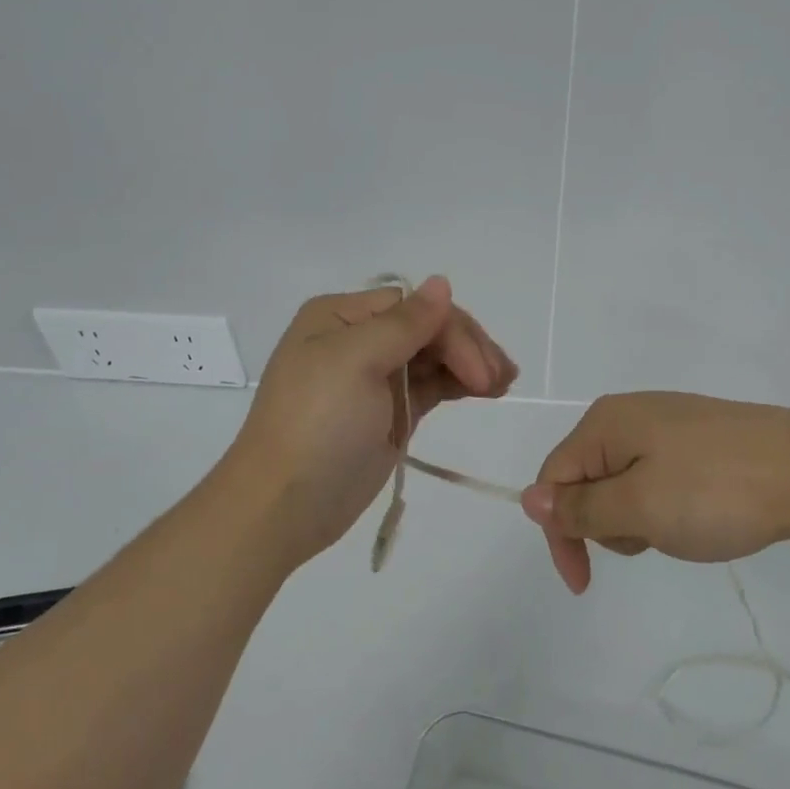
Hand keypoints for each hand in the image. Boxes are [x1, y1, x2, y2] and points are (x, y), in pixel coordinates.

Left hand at [227, 276, 516, 568]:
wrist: (284, 506)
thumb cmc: (316, 424)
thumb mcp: (354, 361)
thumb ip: (404, 323)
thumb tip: (442, 282)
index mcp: (340, 316)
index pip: (412, 307)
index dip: (452, 330)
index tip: (480, 370)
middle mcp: (357, 339)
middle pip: (427, 329)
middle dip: (467, 348)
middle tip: (501, 379)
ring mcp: (375, 378)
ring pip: (434, 356)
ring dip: (470, 364)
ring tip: (505, 383)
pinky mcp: (390, 412)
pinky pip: (431, 386)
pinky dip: (458, 384)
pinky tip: (486, 390)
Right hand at [518, 392, 789, 592]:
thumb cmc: (716, 490)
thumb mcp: (639, 506)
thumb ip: (580, 506)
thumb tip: (529, 499)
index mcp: (606, 422)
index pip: (554, 478)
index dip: (560, 532)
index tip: (584, 583)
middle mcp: (629, 414)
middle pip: (587, 480)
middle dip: (608, 524)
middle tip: (654, 536)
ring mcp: (667, 424)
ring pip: (624, 485)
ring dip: (640, 519)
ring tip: (684, 527)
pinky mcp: (698, 439)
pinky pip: (658, 478)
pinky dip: (666, 507)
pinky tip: (701, 514)